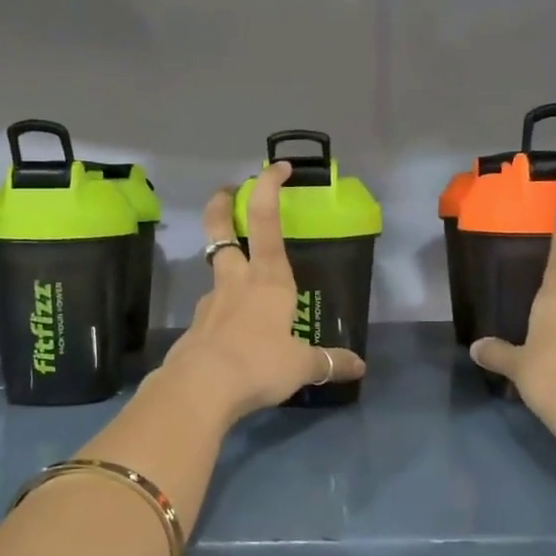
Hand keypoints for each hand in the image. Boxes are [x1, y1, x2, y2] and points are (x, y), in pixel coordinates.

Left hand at [157, 161, 365, 423]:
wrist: (200, 387)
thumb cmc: (259, 363)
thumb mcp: (302, 365)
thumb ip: (329, 362)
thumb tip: (359, 367)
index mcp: (268, 279)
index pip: (267, 221)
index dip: (269, 189)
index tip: (275, 168)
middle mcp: (236, 280)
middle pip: (221, 230)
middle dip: (222, 206)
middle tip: (225, 192)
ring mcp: (211, 301)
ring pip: (215, 268)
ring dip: (225, 261)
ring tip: (242, 280)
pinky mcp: (195, 326)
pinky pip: (212, 309)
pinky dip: (222, 310)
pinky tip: (232, 333)